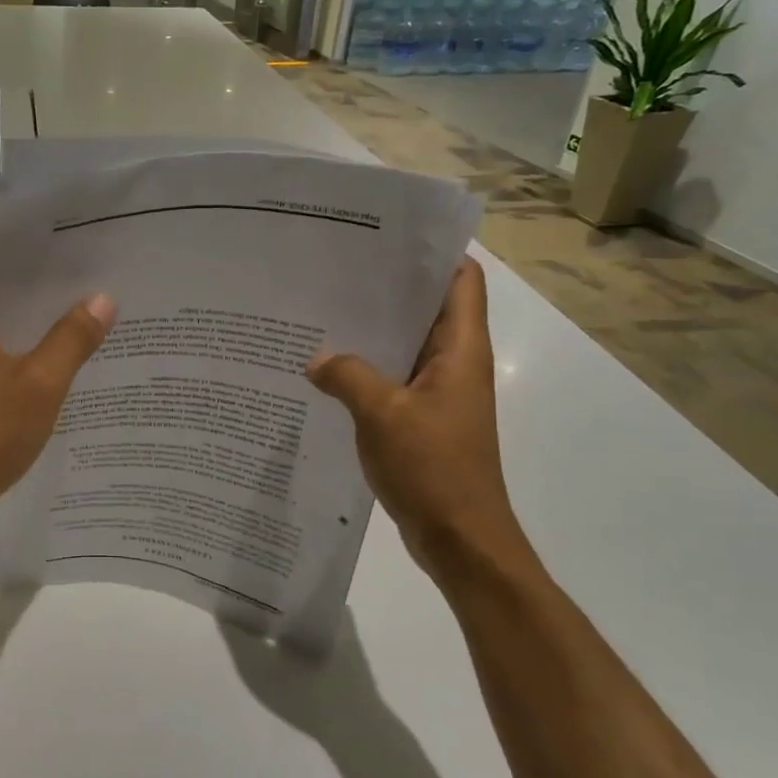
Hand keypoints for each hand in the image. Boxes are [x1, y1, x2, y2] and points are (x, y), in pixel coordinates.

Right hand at [307, 259, 529, 579]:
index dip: (433, 252)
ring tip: (322, 312)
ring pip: (405, 345)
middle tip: (335, 272)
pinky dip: (366, 370)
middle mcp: (455, 364)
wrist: (460, 539)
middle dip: (387, 288)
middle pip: (428, 308)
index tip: (386, 238)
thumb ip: (346, 376)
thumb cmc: (433, 468)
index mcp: (460, 350)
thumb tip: (315, 358)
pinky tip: (325, 369)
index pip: (461, 280)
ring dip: (372, 332)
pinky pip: (393, 380)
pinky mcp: (422, 420)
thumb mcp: (382, 414)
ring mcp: (439, 394)